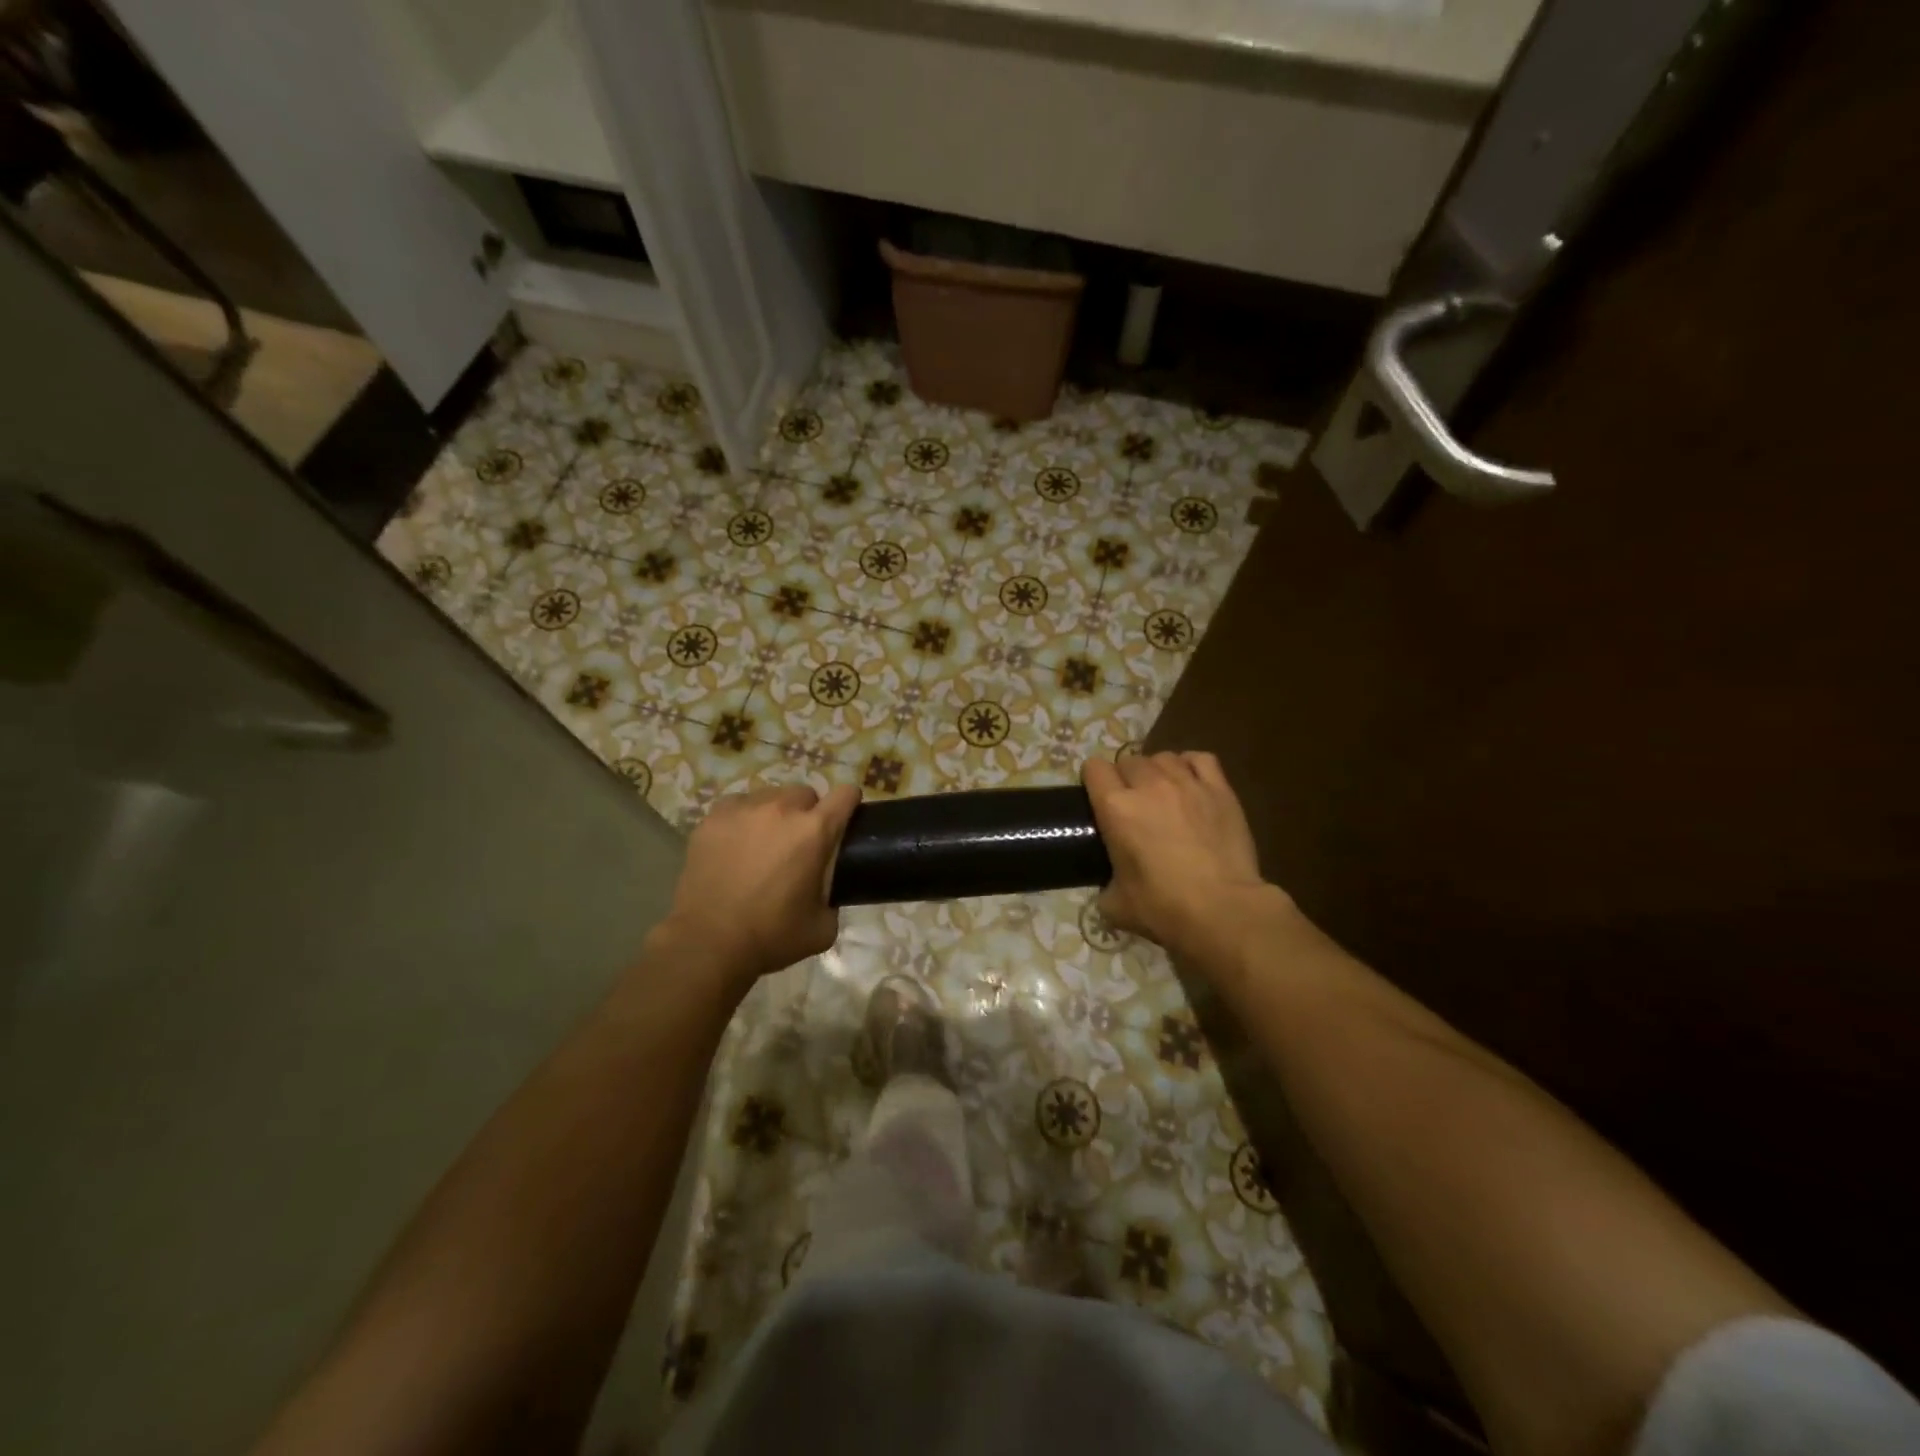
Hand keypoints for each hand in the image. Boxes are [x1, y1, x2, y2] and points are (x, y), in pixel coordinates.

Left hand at [657, 783, 860, 993]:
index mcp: (814, 831)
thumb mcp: (823, 927)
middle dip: (808, 813)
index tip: (845, 819)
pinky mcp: (713, 817)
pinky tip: (736, 844)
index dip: (849, 804)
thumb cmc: (771, 936)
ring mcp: (743, 809)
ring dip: (775, 814)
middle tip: (799, 844)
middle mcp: (781, 809)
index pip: (845, 794)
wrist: (708, 943)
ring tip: (764, 843)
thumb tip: (828, 886)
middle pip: (805, 793)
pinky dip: (743, 819)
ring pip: (770, 796)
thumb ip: (834, 895)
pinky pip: (738, 805)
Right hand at [1083, 752, 1273, 959]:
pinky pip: (1200, 759)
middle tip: (1131, 804)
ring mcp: (1187, 783)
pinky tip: (1190, 782)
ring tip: (1162, 792)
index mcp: (1116, 807)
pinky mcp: (1220, 790)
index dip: (1093, 781)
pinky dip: (1190, 765)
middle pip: (1128, 760)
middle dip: (1124, 777)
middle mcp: (1149, 785)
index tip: (1096, 798)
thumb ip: (1105, 884)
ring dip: (1156, 771)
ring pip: (1163, 757)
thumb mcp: (1114, 904)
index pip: (1094, 768)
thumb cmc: (1163, 908)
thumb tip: (1109, 885)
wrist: (1224, 910)